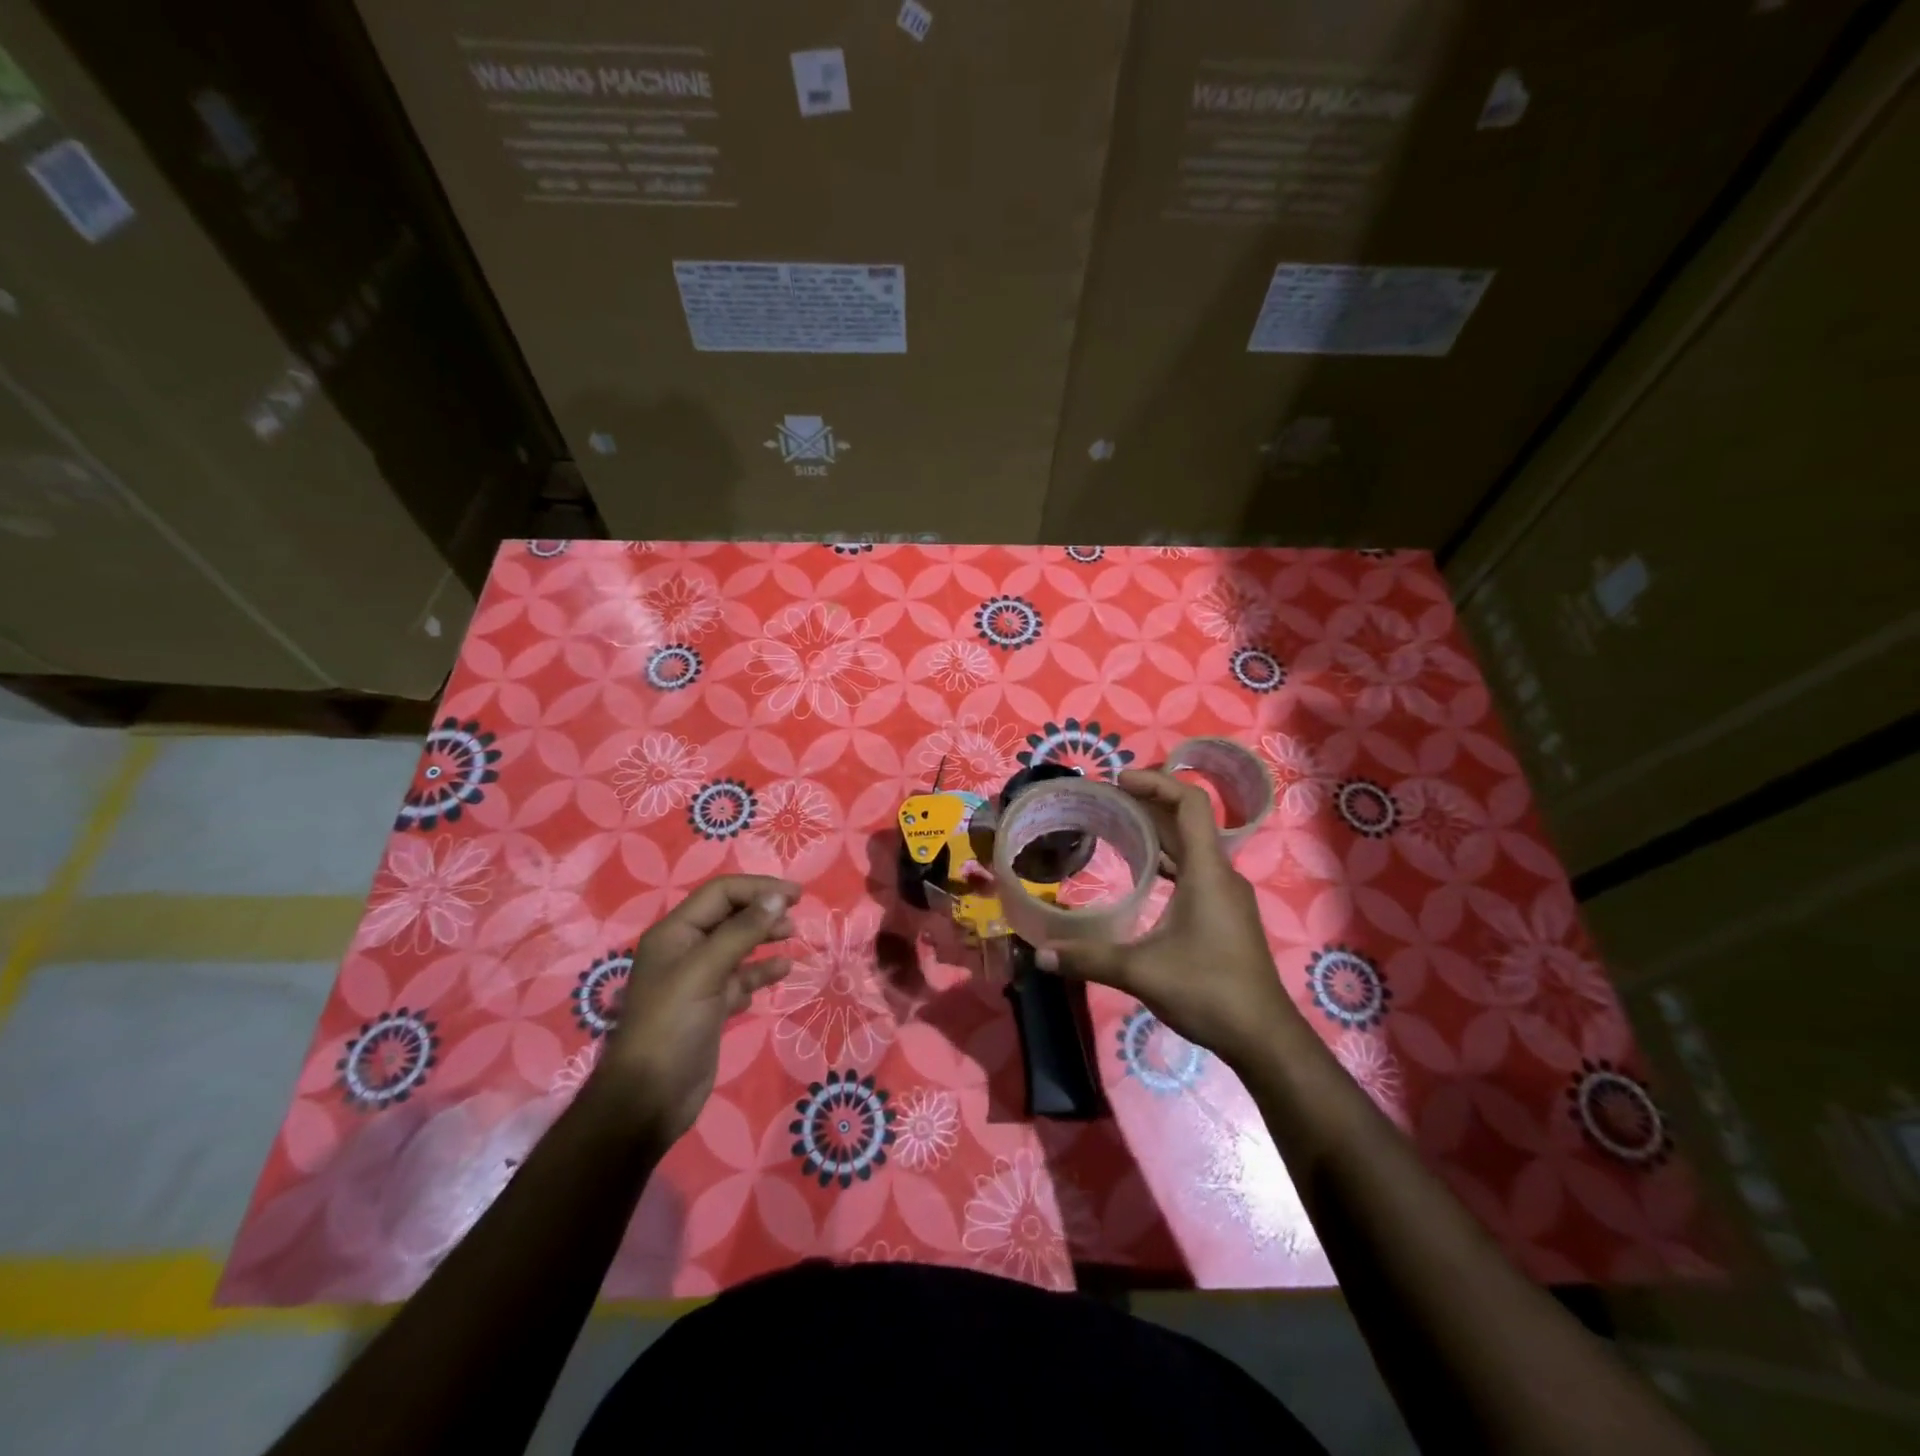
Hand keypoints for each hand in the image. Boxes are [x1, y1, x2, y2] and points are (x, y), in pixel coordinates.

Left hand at [588, 875, 797, 1145]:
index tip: (796, 896)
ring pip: (738, 946)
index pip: (721, 893)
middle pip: (730, 916)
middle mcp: (685, 950)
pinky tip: (782, 972)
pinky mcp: (710, 1006)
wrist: (650, 1097)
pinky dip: (761, 971)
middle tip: (796, 920)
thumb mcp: (705, 971)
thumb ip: (742, 931)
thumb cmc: (672, 1025)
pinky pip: (741, 978)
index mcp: (674, 933)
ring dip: (765, 938)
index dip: (758, 888)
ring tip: (793, 939)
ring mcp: (697, 980)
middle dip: (763, 912)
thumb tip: (778, 898)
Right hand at [1037, 769, 1298, 1070]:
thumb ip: (1089, 959)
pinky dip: (1165, 860)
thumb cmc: (1209, 992)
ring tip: (1115, 827)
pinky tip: (1141, 872)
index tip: (1118, 781)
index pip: (1190, 804)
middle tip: (1103, 801)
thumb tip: (1041, 955)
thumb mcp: (1142, 972)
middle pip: (1186, 821)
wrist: (1263, 1037)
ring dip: (1156, 832)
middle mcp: (1220, 874)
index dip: (1156, 783)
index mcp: (1207, 872)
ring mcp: (1225, 895)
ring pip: (1190, 847)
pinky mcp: (1224, 914)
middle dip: (1146, 804)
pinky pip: (1193, 870)